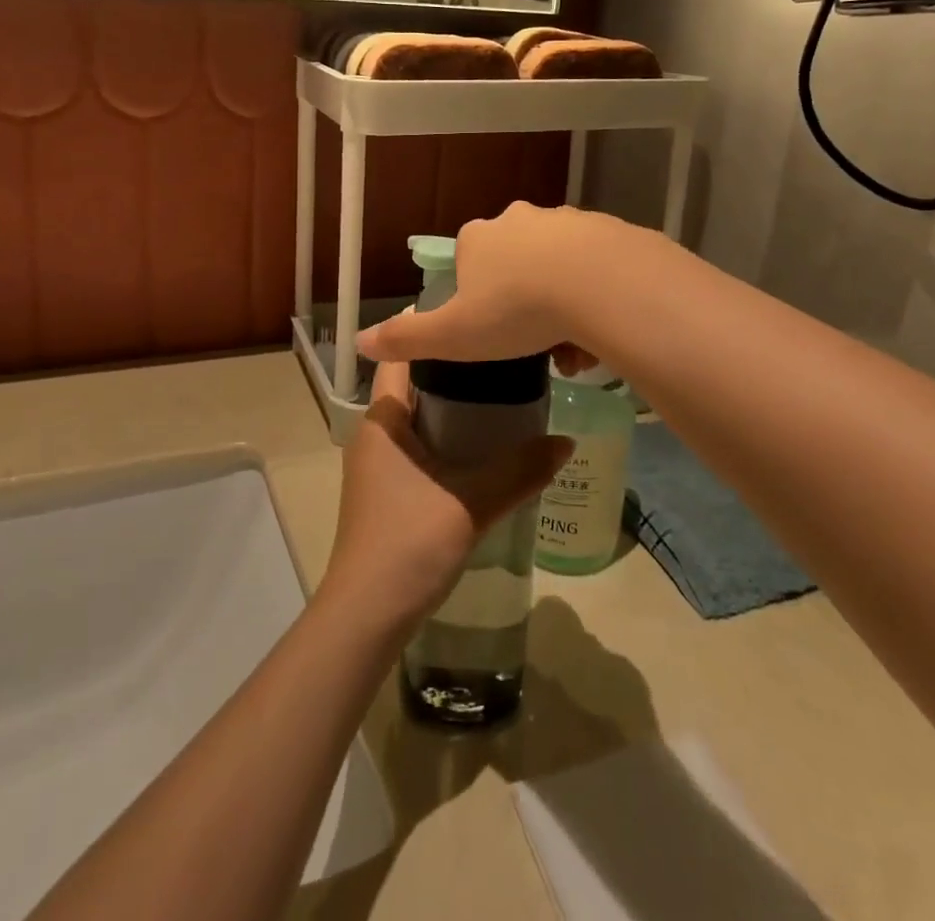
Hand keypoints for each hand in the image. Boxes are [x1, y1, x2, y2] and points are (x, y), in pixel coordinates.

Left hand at [320, 361, 572, 632]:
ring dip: (456, 410)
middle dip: (457, 373)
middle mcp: (375, 434)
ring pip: (420, 420)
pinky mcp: (387, 492)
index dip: (433, 334)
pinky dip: (450, 441)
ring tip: (505, 396)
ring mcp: (378, 465)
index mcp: (383, 420)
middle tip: (506, 358)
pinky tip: (486, 449)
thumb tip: (567, 441)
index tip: (475, 318)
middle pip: (416, 386)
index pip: (402, 357)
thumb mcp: (471, 503)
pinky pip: (421, 448)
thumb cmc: (409, 543)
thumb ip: (519, 470)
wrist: (367, 615)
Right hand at [356, 202, 608, 370]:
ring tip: (573, 345)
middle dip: (522, 303)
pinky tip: (602, 325)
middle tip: (535, 343)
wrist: (602, 284)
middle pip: (514, 264)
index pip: (468, 263)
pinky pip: (594, 266)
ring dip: (560, 304)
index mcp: (478, 238)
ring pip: (557, 267)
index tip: (493, 329)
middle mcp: (519, 219)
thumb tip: (358, 341)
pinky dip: (594, 294)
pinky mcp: (608, 228)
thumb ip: (407, 339)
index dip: (477, 299)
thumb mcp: (454, 335)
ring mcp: (567, 220)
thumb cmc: (517, 310)